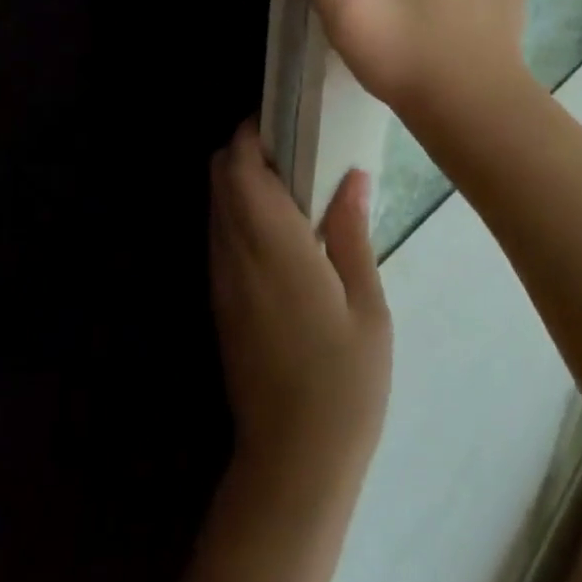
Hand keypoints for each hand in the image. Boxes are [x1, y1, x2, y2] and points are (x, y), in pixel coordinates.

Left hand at [210, 124, 391, 484]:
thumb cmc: (343, 383)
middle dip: (245, 148)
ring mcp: (221, 277)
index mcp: (273, 244)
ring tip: (292, 184)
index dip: (252, 131)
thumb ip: (351, 233)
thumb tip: (351, 176)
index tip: (285, 117)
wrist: (292, 464)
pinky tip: (280, 230)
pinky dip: (238, 212)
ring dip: (241, 180)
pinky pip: (219, 234)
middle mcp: (235, 251)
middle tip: (295, 149)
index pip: (239, 165)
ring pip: (214, 202)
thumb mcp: (367, 306)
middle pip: (218, 175)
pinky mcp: (219, 301)